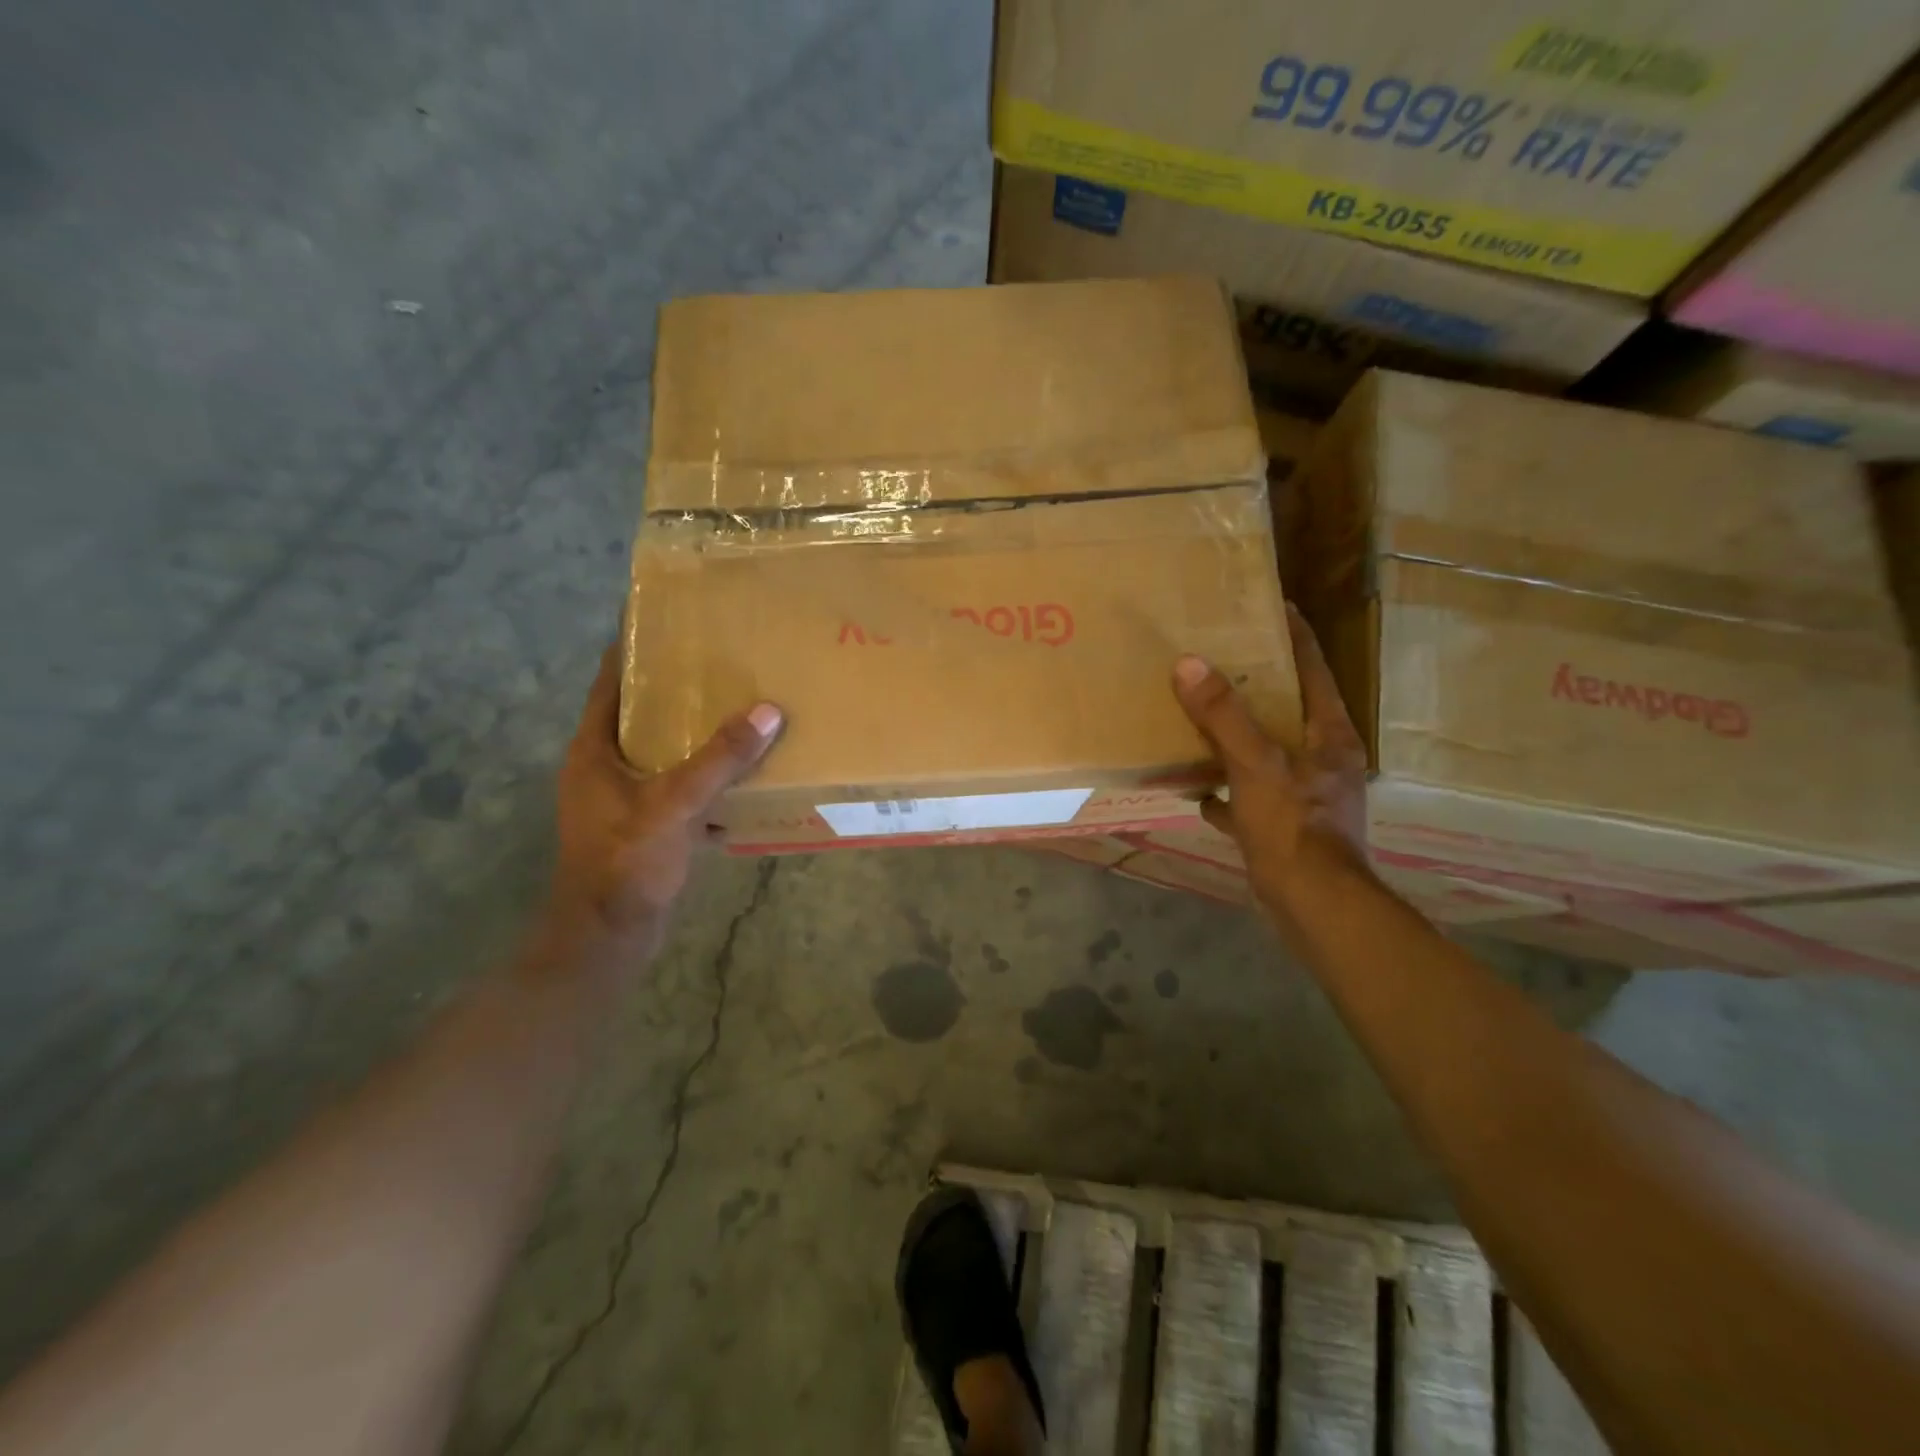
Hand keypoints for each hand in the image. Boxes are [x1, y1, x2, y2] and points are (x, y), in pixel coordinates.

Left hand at [549, 646, 782, 954]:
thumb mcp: (674, 803)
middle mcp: (604, 768)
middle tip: (722, 662)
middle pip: (641, 715)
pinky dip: (707, 781)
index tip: (669, 619)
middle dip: (678, 690)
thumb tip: (767, 711)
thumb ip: (720, 759)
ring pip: (664, 754)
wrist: (608, 937)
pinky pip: (679, 790)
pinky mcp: (645, 828)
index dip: (633, 648)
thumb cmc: (627, 861)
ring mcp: (623, 800)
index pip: (611, 682)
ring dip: (696, 737)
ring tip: (739, 712)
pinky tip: (743, 779)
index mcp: (595, 750)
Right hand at [1172, 604, 1369, 914]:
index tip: (1271, 605)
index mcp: (1329, 735)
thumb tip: (1190, 664)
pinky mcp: (1288, 828)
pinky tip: (1200, 792)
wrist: (1314, 907)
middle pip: (1289, 709)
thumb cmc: (1292, 827)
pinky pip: (1252, 796)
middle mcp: (1324, 760)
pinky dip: (1229, 791)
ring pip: (1269, 753)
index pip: (1314, 670)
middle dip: (1257, 685)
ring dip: (1239, 738)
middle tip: (1221, 658)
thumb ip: (1223, 716)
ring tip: (1203, 718)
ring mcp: (1307, 796)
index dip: (1294, 635)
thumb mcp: (1254, 765)